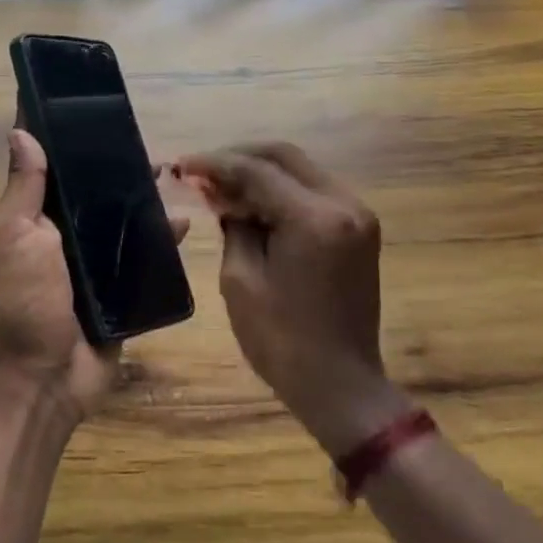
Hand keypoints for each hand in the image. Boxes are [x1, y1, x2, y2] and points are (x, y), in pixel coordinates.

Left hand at [0, 129, 188, 423]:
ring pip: (123, 216)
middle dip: (113, 162)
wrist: (45, 377)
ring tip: (167, 169)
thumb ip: (24, 188)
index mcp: (36, 214)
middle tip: (140, 136)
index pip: (48, 163)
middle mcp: (66, 231)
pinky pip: (146, 255)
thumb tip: (20, 130)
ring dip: (142, 195)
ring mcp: (96, 259)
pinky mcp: (123, 286)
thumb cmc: (23, 300)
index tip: (82, 95)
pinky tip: (181, 221)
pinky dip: (163, 239)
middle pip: (92, 187)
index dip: (60, 132)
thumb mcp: (15, 237)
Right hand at [177, 143, 408, 455]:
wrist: (341, 386)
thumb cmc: (282, 340)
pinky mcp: (359, 229)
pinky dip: (281, 190)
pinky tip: (252, 203)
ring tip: (221, 186)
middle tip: (202, 170)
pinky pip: (313, 191)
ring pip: (300, 169)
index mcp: (314, 218)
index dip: (215, 164)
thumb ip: (232, 224)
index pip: (257, 170)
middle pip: (284, 156)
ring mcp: (358, 214)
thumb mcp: (240, 279)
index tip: (183, 164)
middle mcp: (344, 204)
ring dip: (260, 172)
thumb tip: (222, 194)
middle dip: (239, 157)